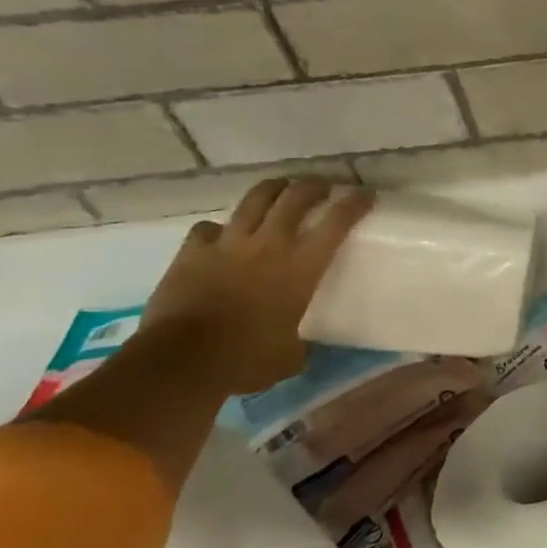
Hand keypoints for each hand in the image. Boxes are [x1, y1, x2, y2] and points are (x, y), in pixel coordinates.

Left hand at [141, 178, 373, 394]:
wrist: (181, 361)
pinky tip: (221, 236)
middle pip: (296, 196)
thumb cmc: (246, 359)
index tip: (366, 194)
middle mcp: (270, 244)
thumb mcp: (289, 355)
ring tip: (280, 189)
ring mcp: (228, 244)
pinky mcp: (192, 252)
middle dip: (314, 186)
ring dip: (272, 189)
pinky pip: (208, 228)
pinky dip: (219, 229)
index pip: (338, 221)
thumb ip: (298, 342)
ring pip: (255, 199)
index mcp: (302, 266)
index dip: (355, 203)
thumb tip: (299, 347)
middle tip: (322, 186)